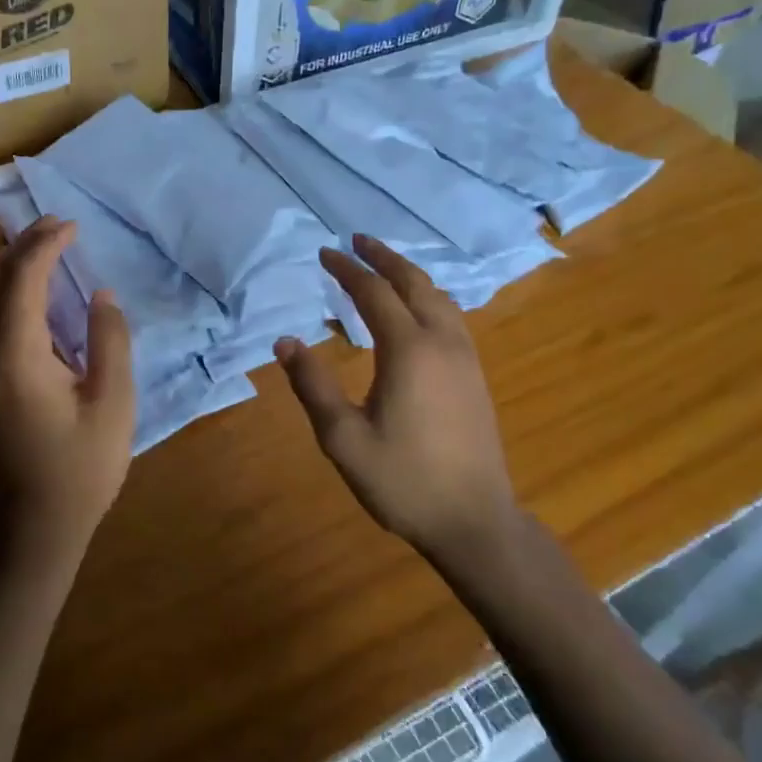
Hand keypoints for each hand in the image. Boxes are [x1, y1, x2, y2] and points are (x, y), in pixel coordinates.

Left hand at [0, 216, 135, 571]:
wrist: (34, 529)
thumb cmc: (81, 469)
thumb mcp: (113, 404)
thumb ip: (109, 341)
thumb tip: (101, 295)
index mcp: (17, 356)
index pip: (23, 280)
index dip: (45, 246)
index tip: (73, 226)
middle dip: (25, 245)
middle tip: (61, 226)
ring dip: (16, 266)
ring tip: (51, 247)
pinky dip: (12, 291)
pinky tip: (38, 293)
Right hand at [274, 235, 518, 566]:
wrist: (475, 522)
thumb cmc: (404, 480)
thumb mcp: (343, 438)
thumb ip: (313, 385)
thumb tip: (285, 342)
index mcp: (408, 350)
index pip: (373, 293)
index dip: (347, 270)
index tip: (324, 253)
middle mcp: (441, 342)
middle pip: (413, 283)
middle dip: (383, 257)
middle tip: (357, 240)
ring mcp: (465, 357)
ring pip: (438, 297)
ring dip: (409, 274)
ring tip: (384, 266)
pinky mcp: (475, 374)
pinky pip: (451, 316)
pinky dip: (428, 296)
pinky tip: (418, 309)